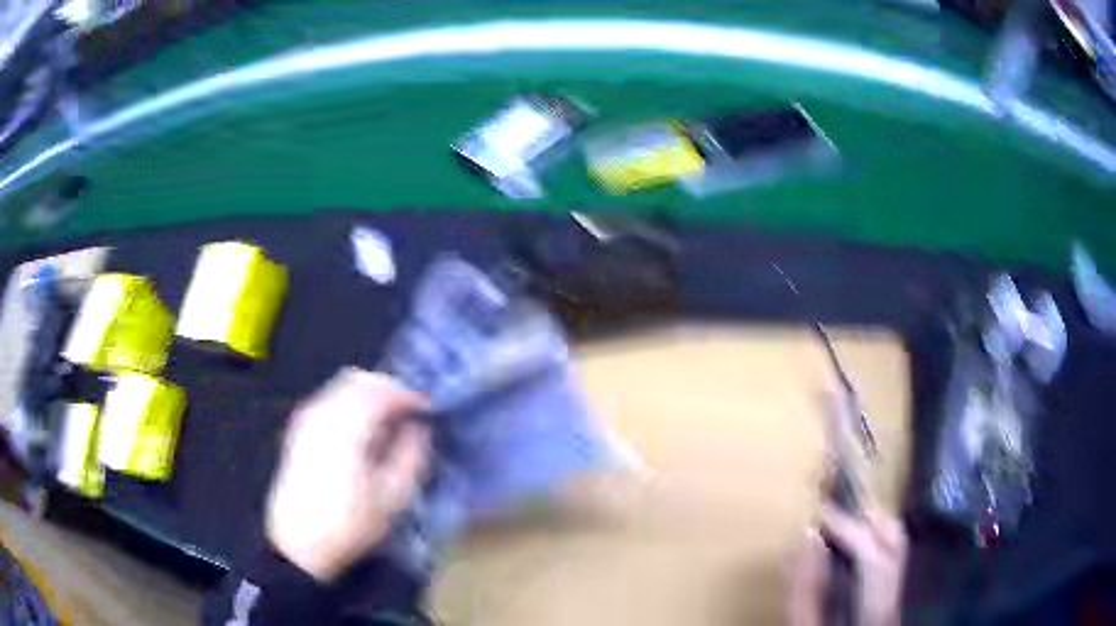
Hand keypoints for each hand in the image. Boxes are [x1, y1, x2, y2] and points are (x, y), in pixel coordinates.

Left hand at [266, 368, 430, 581]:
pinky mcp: (299, 429)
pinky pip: (330, 400)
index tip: (427, 409)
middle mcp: (322, 412)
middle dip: (388, 390)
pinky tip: (362, 434)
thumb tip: (419, 428)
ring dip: (369, 396)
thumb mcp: (392, 498)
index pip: (382, 390)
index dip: (409, 394)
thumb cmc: (349, 523)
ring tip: (388, 425)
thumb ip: (411, 456)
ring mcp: (306, 418)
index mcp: (346, 427)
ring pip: (343, 386)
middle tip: (409, 415)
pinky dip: (351, 405)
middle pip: (359, 379)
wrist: (298, 542)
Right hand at [787, 505, 907, 625]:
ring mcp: (896, 592)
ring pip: (895, 543)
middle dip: (864, 517)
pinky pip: (885, 554)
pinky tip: (845, 544)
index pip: (875, 556)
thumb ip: (803, 590)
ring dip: (867, 525)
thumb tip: (805, 537)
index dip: (849, 528)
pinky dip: (867, 540)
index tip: (818, 513)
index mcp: (876, 609)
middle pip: (895, 540)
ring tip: (836, 521)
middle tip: (830, 508)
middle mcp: (895, 594)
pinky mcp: (888, 592)